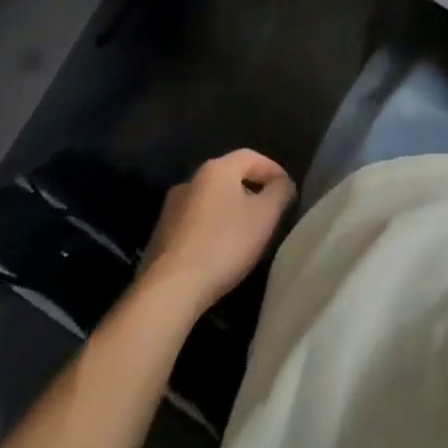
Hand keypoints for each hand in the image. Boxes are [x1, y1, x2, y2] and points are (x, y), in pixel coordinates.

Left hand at [140, 150, 293, 314]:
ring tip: (245, 235)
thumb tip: (282, 184)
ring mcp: (170, 209)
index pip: (251, 157)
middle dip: (251, 192)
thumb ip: (280, 192)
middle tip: (268, 214)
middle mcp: (190, 181)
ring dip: (230, 212)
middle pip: (229, 178)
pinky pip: (195, 224)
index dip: (273, 170)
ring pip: (211, 202)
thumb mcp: (266, 215)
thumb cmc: (224, 244)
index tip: (287, 191)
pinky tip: (219, 253)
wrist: (169, 290)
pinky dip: (211, 231)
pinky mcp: (160, 237)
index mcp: (216, 169)